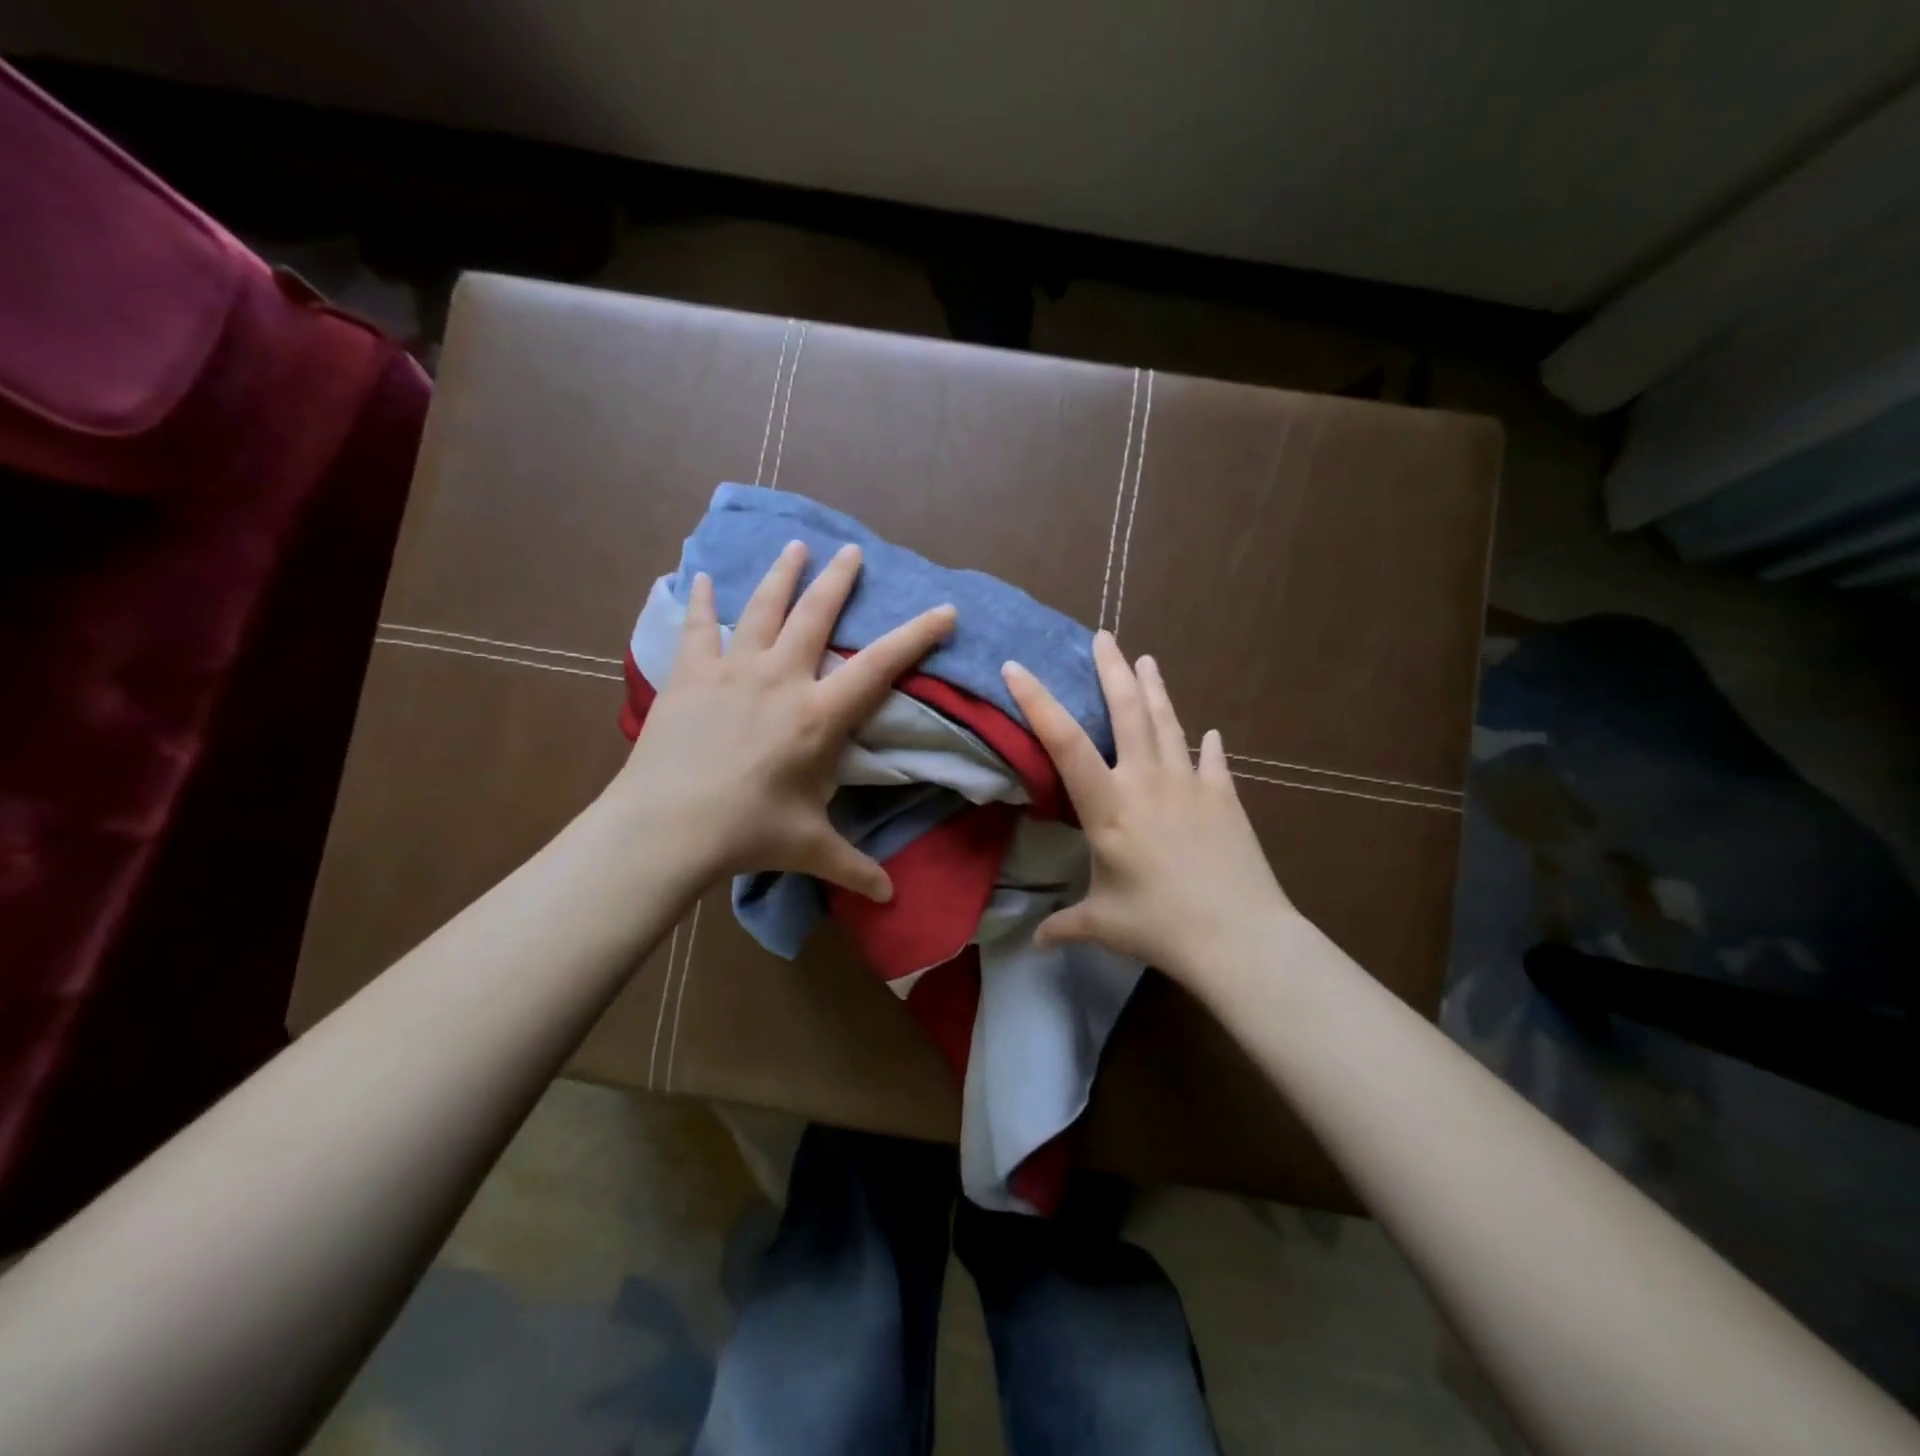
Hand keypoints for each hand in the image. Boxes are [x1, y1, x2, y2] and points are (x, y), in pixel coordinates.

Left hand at [609, 540, 955, 899]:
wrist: (668, 826)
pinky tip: (705, 578)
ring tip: (795, 547)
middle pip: (816, 615)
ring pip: (763, 608)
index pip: (880, 666)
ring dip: (782, 575)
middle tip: (852, 551)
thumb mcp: (809, 849)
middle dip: (839, 580)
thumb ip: (854, 868)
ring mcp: (733, 670)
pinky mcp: (691, 675)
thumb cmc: (748, 833)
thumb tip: (890, 898)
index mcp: (819, 715)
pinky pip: (700, 628)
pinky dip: (704, 601)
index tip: (944, 609)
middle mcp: (781, 678)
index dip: (916, 636)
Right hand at [1001, 633, 1293, 982]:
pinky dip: (1208, 745)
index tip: (1016, 668)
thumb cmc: (1160, 926)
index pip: (1064, 743)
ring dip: (1155, 689)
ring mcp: (1189, 785)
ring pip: (1168, 723)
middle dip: (1112, 670)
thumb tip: (1036, 942)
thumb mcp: (1103, 924)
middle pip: (1127, 712)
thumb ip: (1065, 925)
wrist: (1238, 936)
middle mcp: (1147, 782)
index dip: (1037, 702)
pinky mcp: (1224, 797)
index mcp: (1109, 807)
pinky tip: (1209, 732)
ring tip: (1147, 659)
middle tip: (1104, 637)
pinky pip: (1212, 761)